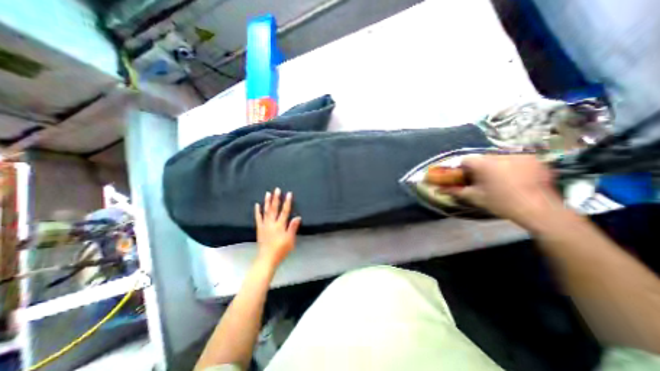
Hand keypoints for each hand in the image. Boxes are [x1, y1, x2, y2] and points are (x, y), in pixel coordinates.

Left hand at [254, 188, 301, 268]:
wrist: (267, 259)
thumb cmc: (281, 250)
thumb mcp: (290, 240)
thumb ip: (293, 227)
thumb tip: (298, 217)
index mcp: (280, 225)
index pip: (285, 211)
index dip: (287, 202)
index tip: (289, 193)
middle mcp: (272, 223)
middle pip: (274, 208)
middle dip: (276, 198)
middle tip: (277, 189)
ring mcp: (264, 225)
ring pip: (266, 211)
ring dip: (267, 202)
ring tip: (268, 193)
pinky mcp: (260, 228)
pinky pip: (258, 218)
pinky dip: (258, 211)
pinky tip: (257, 205)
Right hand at [455, 153, 560, 227]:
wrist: (539, 210)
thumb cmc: (501, 202)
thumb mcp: (474, 197)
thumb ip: (454, 191)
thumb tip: (438, 189)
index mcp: (483, 163)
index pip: (465, 160)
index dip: (463, 169)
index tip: (465, 179)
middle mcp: (500, 155)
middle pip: (482, 159)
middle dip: (479, 168)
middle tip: (482, 182)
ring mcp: (519, 156)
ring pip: (499, 159)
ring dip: (495, 167)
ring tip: (500, 181)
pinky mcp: (534, 159)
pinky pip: (515, 160)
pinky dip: (511, 167)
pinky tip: (516, 179)